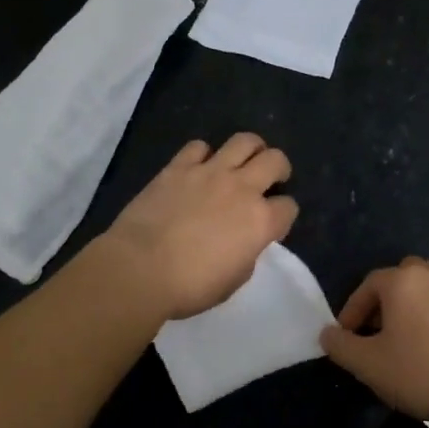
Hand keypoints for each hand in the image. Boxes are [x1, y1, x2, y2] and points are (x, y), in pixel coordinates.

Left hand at [98, 134, 298, 320]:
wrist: (139, 269)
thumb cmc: (189, 286)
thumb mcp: (233, 281)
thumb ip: (246, 254)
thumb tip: (243, 243)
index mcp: (260, 221)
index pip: (288, 207)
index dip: (284, 215)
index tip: (274, 222)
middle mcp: (242, 188)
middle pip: (276, 160)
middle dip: (279, 168)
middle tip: (271, 178)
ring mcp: (210, 172)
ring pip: (244, 141)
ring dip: (251, 148)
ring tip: (244, 160)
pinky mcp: (178, 167)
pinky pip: (199, 146)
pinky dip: (204, 154)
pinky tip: (199, 167)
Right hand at [320, 257, 428, 424]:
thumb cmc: (419, 373)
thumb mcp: (368, 365)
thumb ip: (341, 345)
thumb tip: (327, 334)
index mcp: (404, 281)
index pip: (369, 284)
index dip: (354, 309)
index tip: (347, 335)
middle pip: (403, 278)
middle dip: (388, 300)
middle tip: (380, 330)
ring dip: (418, 307)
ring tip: (412, 338)